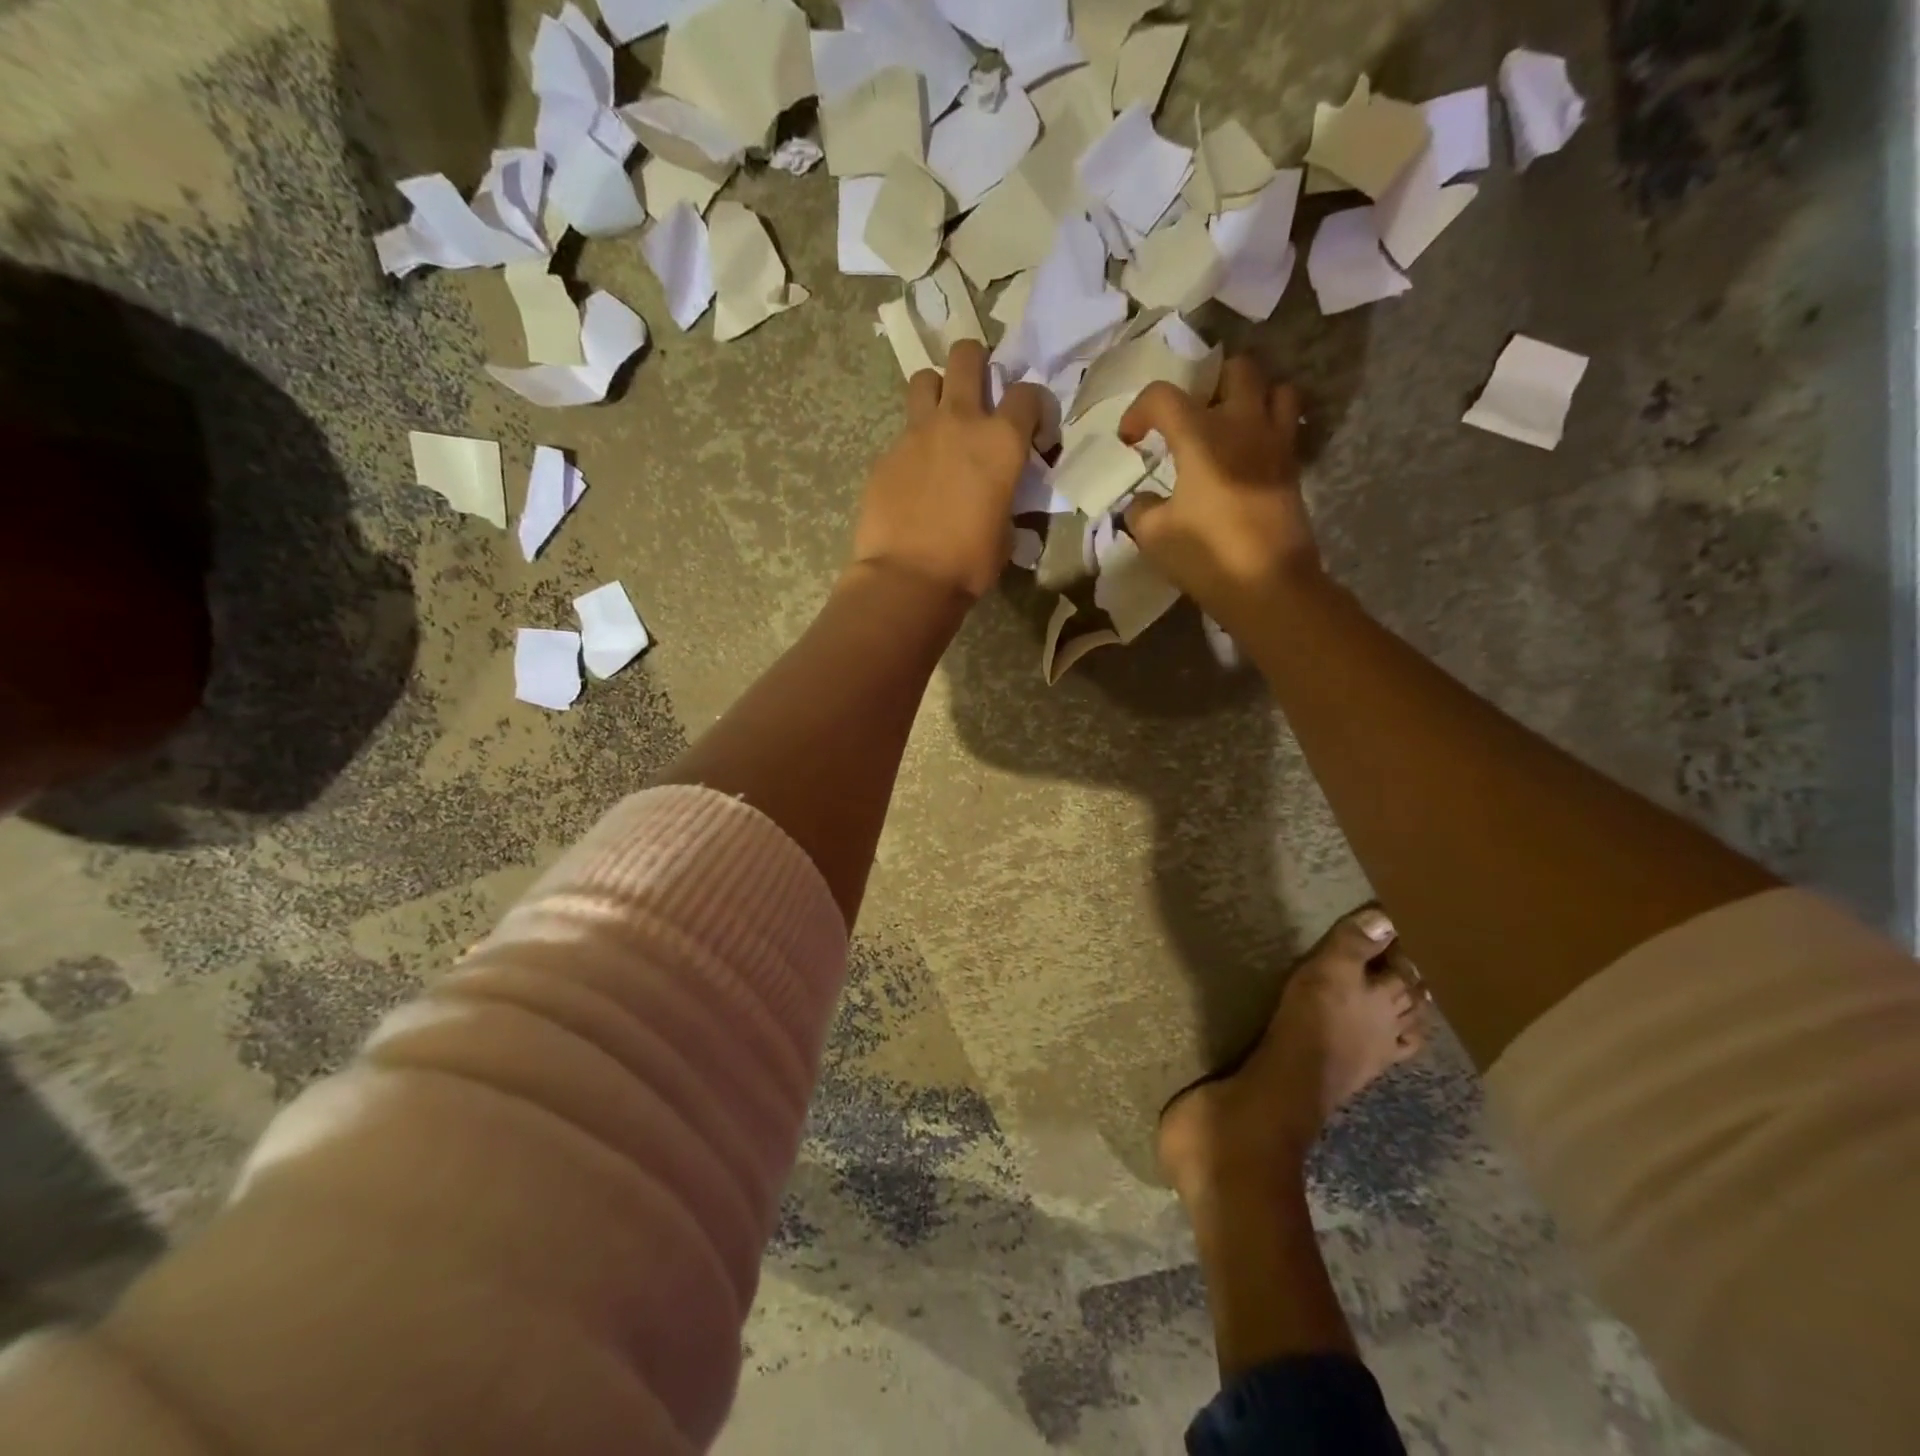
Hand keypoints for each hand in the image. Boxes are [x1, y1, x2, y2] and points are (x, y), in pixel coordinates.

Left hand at [850, 340, 1050, 601]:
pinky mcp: (886, 453)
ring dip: (937, 390)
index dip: (1037, 407)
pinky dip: (914, 443)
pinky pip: (903, 432)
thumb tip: (999, 498)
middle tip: (980, 390)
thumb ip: (1006, 499)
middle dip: (977, 362)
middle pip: (967, 356)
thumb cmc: (968, 563)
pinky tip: (915, 474)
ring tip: (942, 419)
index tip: (1035, 432)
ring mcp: (916, 433)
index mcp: (1001, 441)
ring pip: (925, 379)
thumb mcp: (1006, 532)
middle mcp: (959, 421)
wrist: (907, 578)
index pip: (1029, 393)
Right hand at [1120, 357, 1322, 625]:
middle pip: (1236, 370)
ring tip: (1229, 425)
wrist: (1269, 585)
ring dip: (1251, 398)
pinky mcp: (1292, 468)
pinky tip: (1247, 456)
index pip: (1163, 396)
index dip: (1138, 412)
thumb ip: (1140, 509)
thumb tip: (1142, 501)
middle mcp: (1243, 425)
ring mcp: (1275, 444)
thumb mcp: (1153, 536)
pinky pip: (1286, 426)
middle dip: (1209, 384)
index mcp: (1201, 435)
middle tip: (1191, 418)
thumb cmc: (1206, 555)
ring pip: (1276, 389)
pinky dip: (1267, 428)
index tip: (1130, 441)